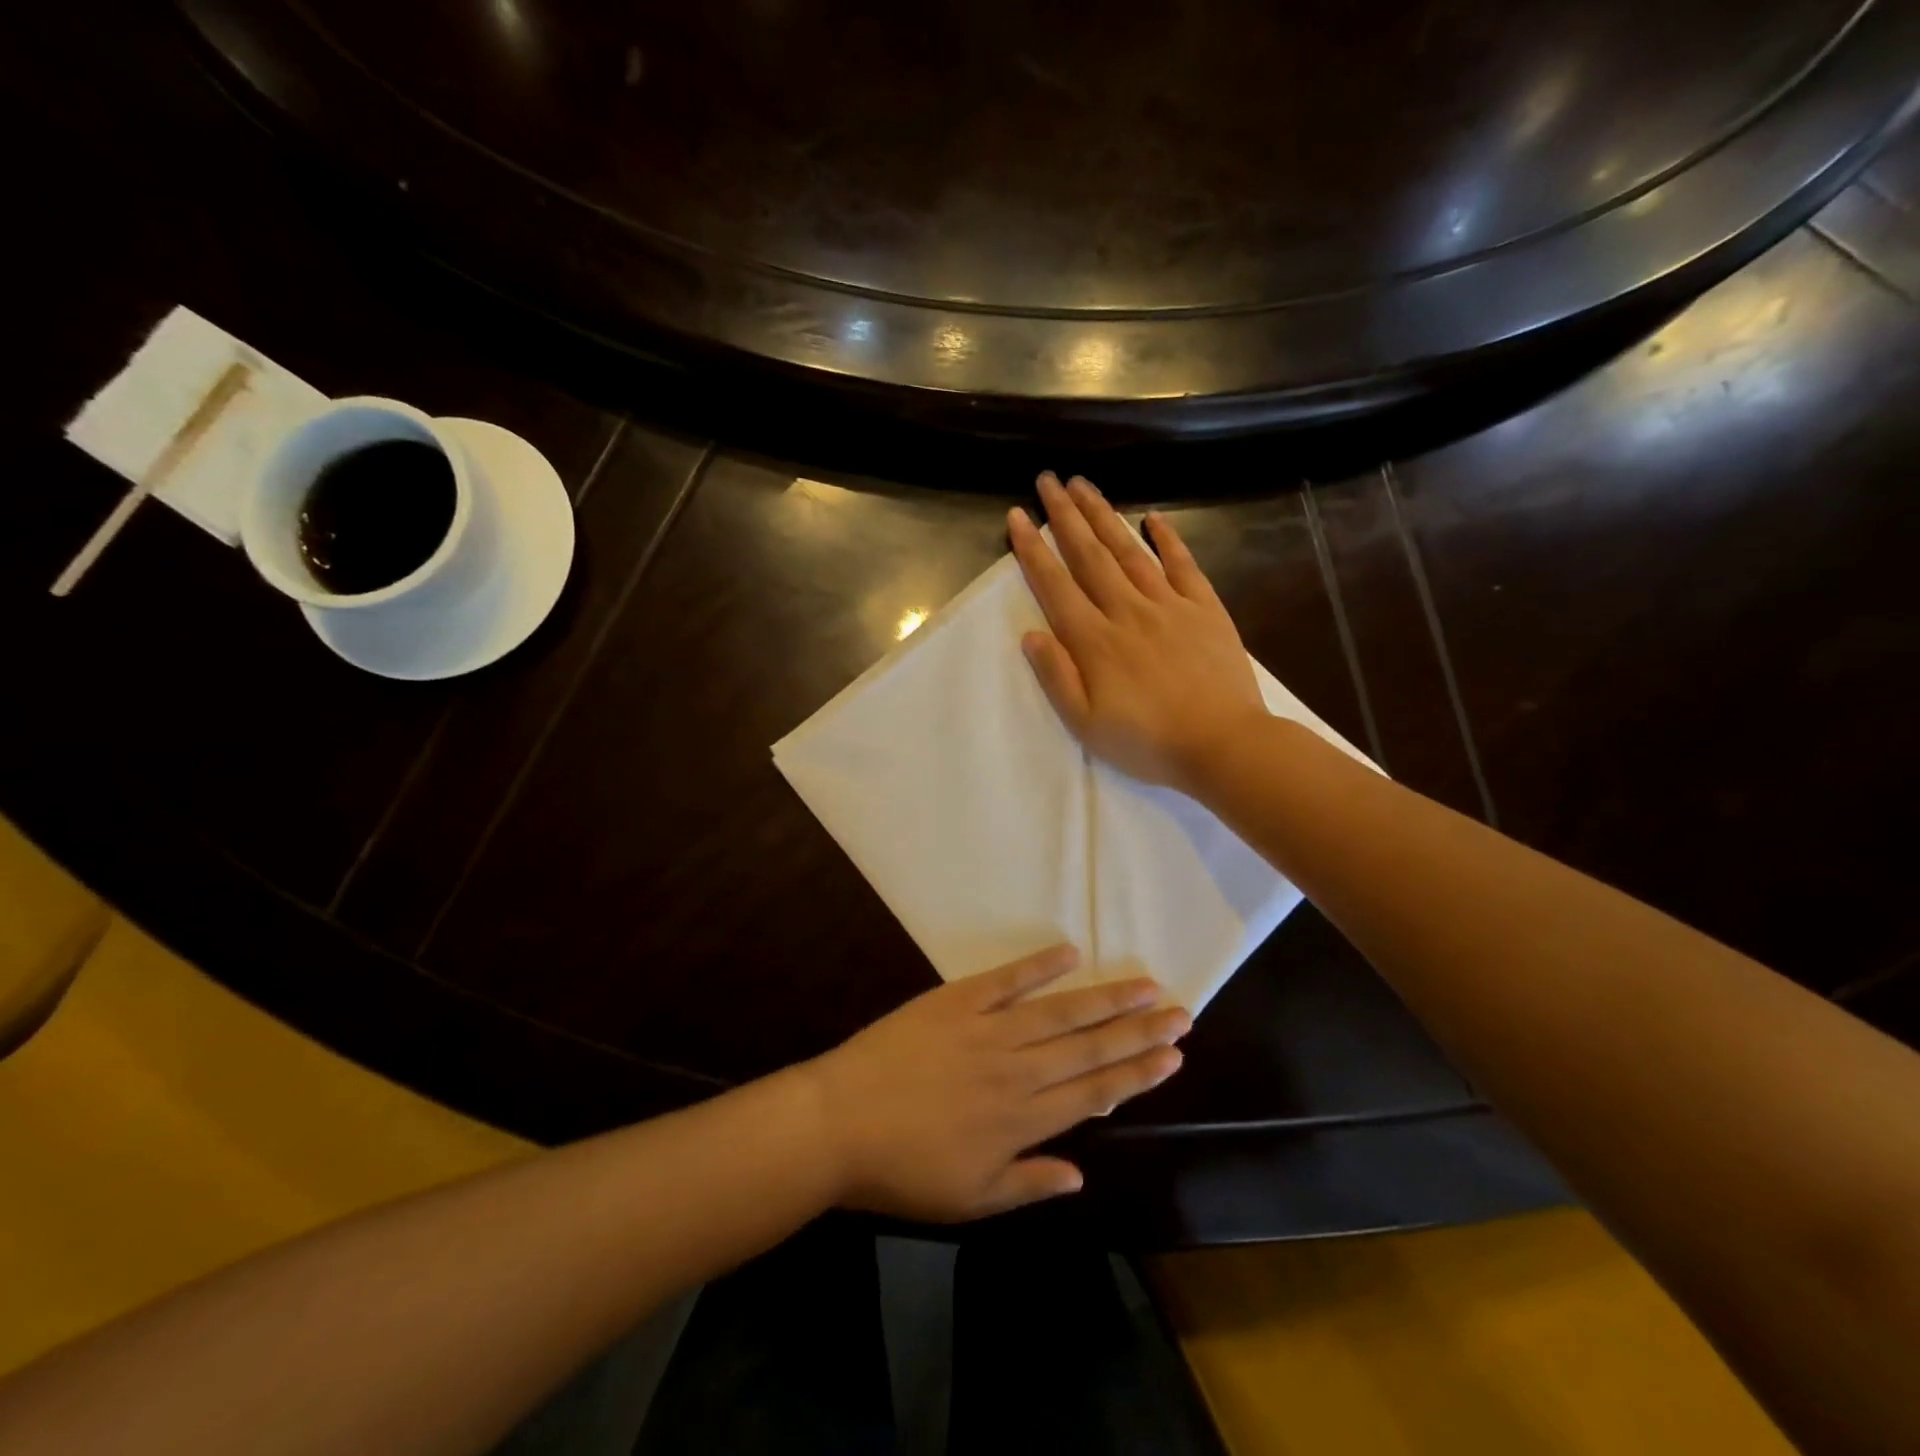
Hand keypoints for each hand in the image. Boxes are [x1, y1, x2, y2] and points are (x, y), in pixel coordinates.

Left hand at [802, 945, 1188, 1221]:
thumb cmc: (903, 1169)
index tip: (1174, 1055)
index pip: (1096, 1092)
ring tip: (1146, 984)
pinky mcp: (957, 1000)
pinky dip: (1040, 965)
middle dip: (1139, 1029)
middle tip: (1181, 1011)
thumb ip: (1029, 1184)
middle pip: (1090, 1046)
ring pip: (1060, 1011)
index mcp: (1023, 1120)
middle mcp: (1018, 1070)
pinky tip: (1071, 952)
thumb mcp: (969, 1200)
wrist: (839, 1122)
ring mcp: (988, 1029)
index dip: (1138, 1073)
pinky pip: (1007, 979)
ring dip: (1106, 997)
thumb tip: (1081, 1174)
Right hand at [1009, 472, 1267, 793]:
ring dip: (1104, 515)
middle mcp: (1127, 610)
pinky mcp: (1205, 608)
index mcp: (1094, 641)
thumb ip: (1056, 677)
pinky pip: (1182, 564)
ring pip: (1129, 550)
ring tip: (1084, 485)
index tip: (1017, 516)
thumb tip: (1030, 635)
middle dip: (1064, 515)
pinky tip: (1152, 517)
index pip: (1055, 585)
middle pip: (1089, 554)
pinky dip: (1167, 538)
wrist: (1223, 744)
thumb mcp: (1086, 724)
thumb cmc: (1148, 742)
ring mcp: (1169, 605)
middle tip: (1048, 480)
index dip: (1033, 549)